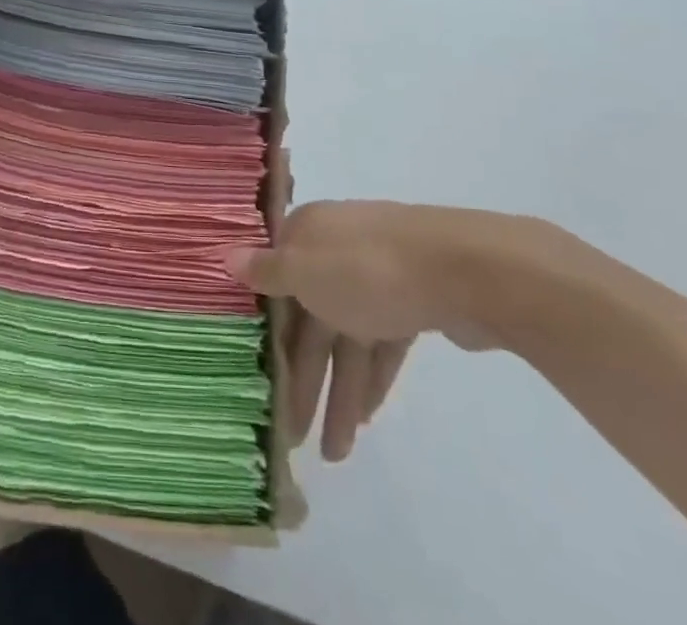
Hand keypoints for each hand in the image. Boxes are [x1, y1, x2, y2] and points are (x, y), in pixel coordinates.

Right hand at [229, 202, 529, 461]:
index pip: (275, 281)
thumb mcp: (305, 271)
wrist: (462, 270)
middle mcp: (337, 250)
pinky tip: (365, 417)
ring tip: (334, 452)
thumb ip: (267, 272)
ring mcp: (377, 276)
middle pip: (309, 316)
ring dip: (339, 389)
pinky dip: (371, 377)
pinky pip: (380, 343)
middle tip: (293, 434)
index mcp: (308, 234)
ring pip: (346, 336)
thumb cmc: (367, 269)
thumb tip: (224, 255)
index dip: (265, 329)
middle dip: (303, 375)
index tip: (253, 372)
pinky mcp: (412, 301)